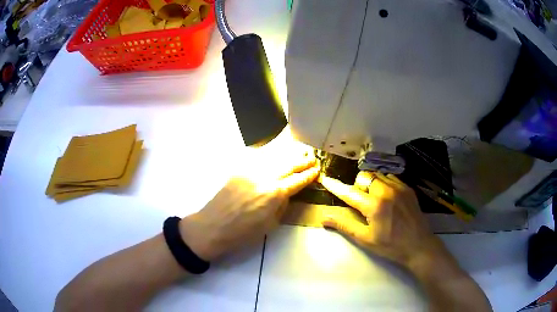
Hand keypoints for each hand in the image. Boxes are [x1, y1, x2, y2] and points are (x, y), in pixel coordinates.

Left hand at [180, 152, 319, 260]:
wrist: (212, 226)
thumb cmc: (243, 233)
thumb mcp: (270, 225)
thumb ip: (282, 206)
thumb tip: (288, 194)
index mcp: (275, 194)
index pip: (297, 181)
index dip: (309, 175)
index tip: (317, 170)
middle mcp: (265, 177)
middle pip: (288, 165)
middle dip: (302, 161)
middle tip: (311, 158)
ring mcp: (250, 171)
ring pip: (274, 158)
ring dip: (288, 155)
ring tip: (298, 152)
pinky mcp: (238, 170)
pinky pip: (258, 159)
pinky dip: (270, 156)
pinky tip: (276, 154)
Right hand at [319, 172, 450, 268]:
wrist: (419, 246)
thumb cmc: (391, 246)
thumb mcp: (366, 239)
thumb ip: (345, 225)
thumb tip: (324, 217)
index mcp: (375, 205)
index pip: (350, 192)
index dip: (336, 186)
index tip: (326, 179)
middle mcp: (387, 191)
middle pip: (364, 176)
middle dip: (358, 186)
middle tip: (361, 202)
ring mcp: (399, 187)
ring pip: (378, 175)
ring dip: (371, 183)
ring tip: (374, 199)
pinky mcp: (408, 188)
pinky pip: (390, 178)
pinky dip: (383, 183)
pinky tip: (387, 198)